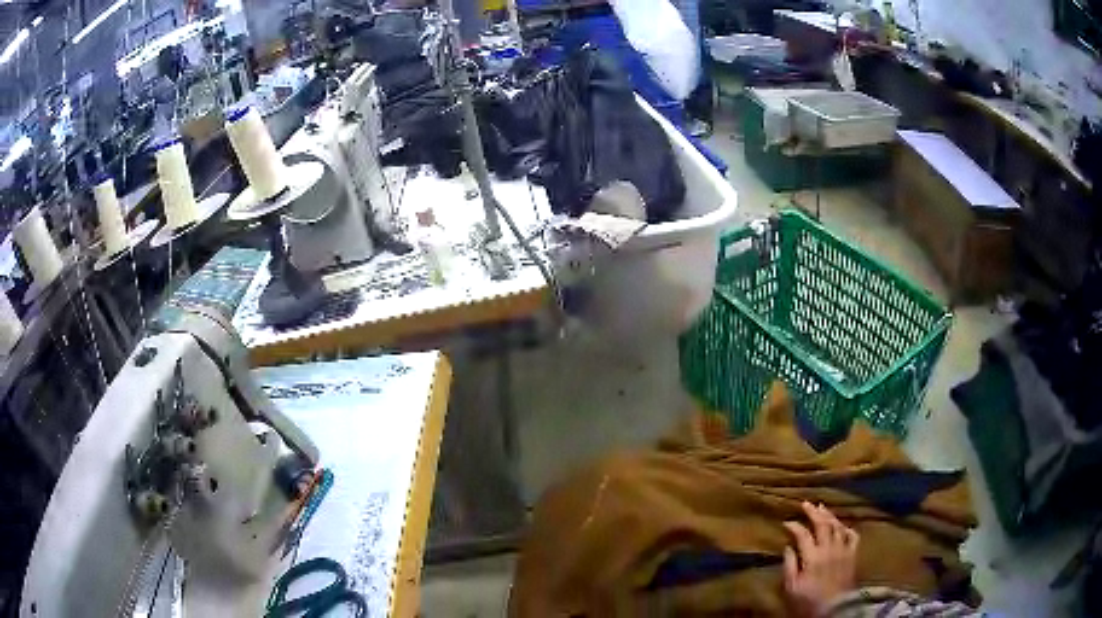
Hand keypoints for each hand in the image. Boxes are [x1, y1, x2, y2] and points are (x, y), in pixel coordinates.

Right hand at [782, 502, 859, 617]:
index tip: (786, 522)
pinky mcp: (852, 555)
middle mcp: (829, 548)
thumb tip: (788, 547)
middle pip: (822, 524)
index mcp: (812, 556)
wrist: (834, 608)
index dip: (794, 526)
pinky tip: (842, 526)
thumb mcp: (792, 587)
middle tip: (806, 503)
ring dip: (829, 516)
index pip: (803, 534)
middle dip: (813, 512)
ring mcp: (843, 550)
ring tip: (822, 508)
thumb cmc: (809, 600)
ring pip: (838, 526)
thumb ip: (790, 566)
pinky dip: (847, 528)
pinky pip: (852, 536)